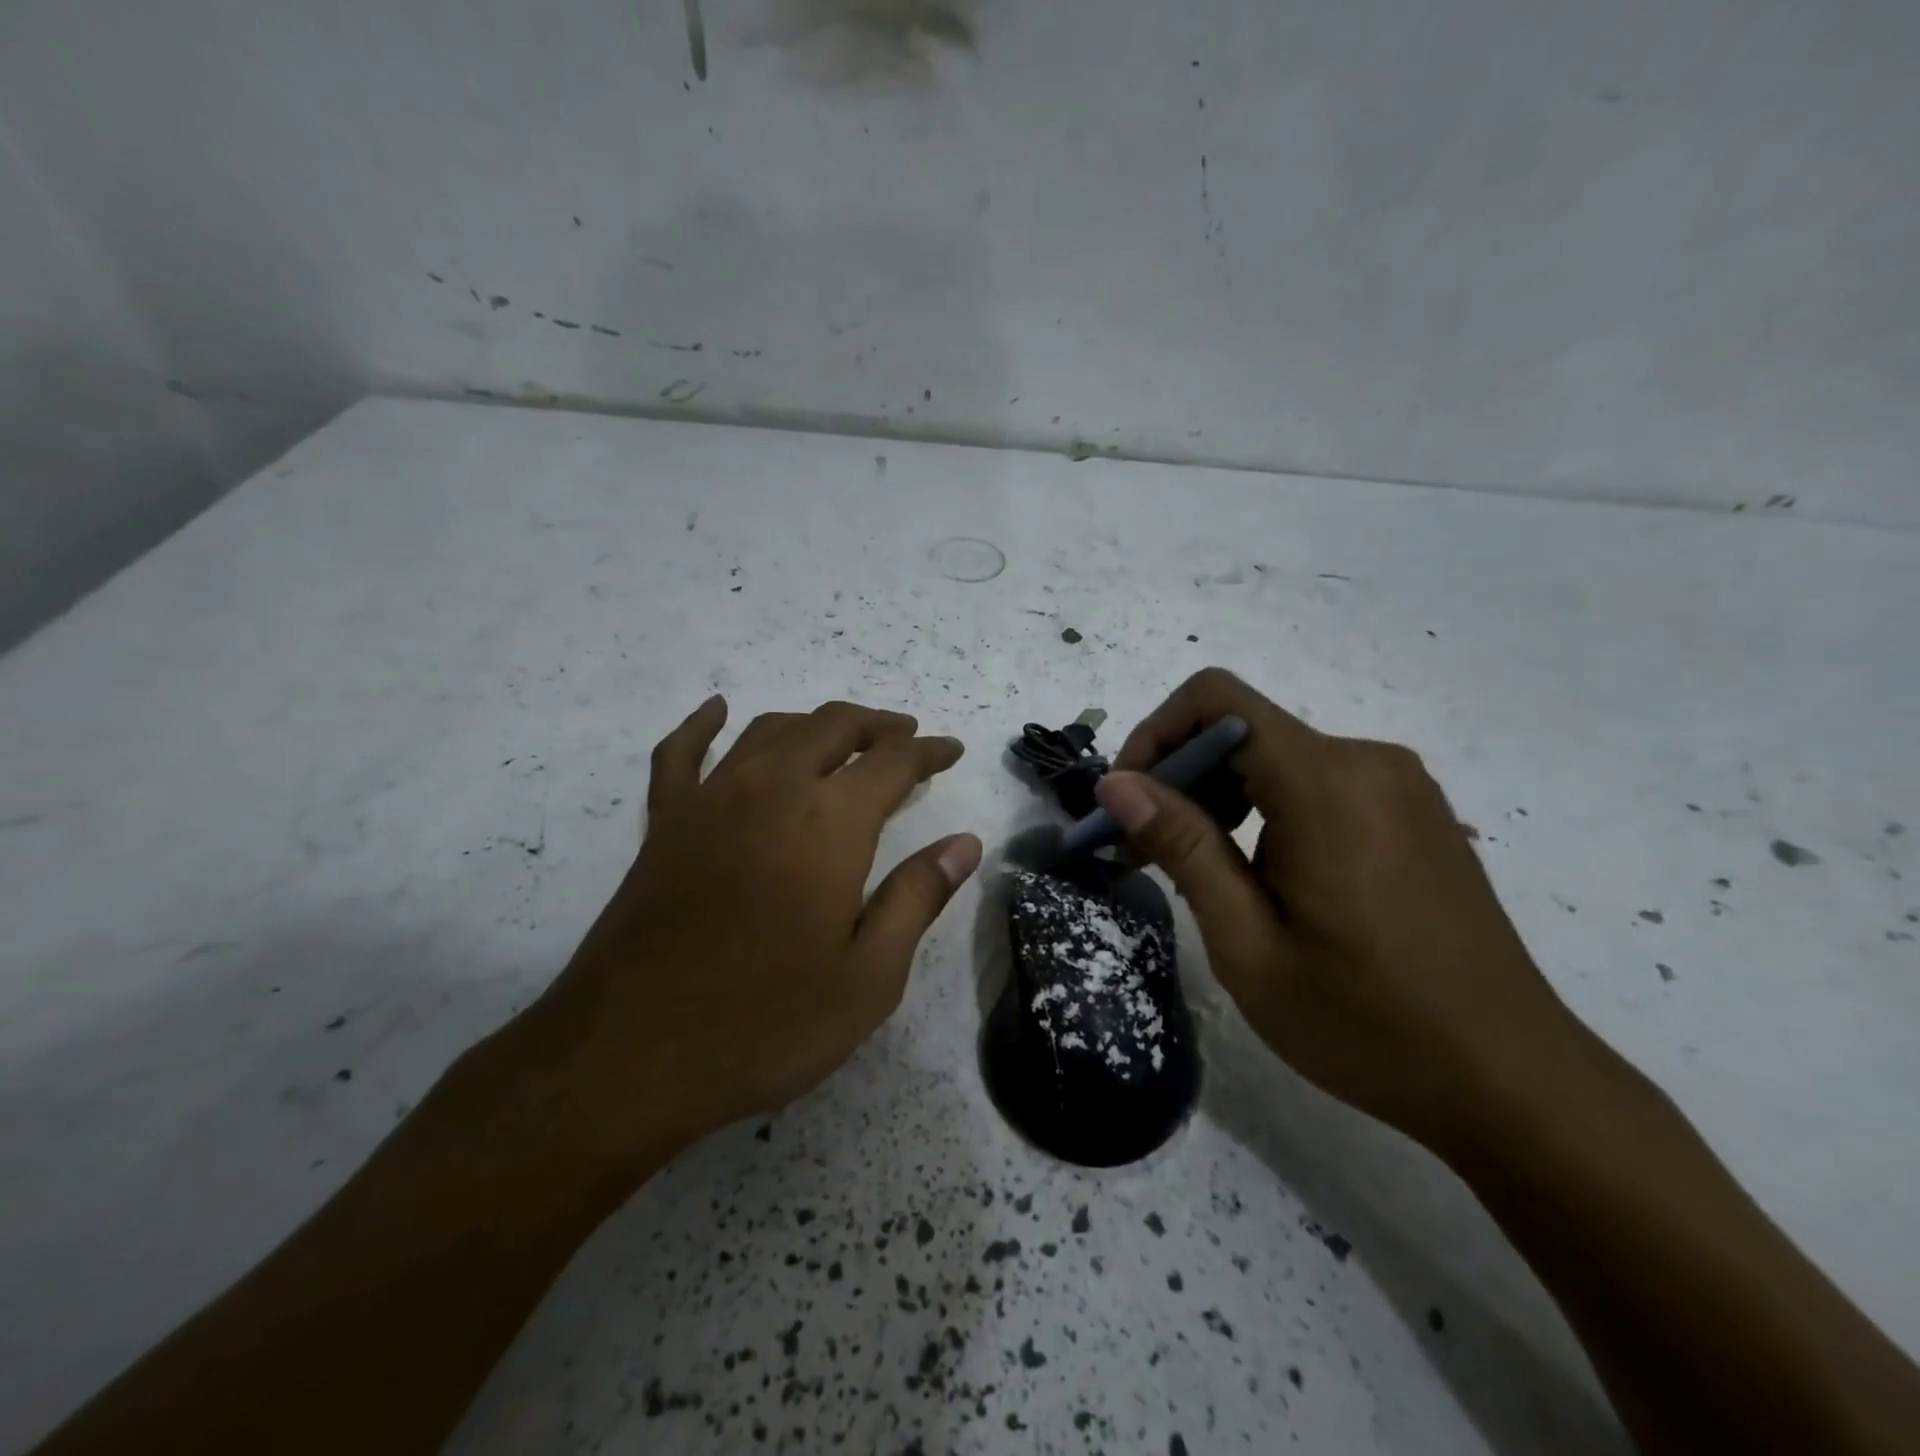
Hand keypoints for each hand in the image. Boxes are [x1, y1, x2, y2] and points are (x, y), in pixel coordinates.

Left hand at [521, 697, 980, 1184]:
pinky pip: (681, 754)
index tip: (952, 751)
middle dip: (877, 726)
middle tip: (905, 739)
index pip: (893, 761)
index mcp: (830, 822)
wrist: (629, 1057)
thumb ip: (918, 897)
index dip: (928, 751)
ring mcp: (710, 800)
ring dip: (815, 724)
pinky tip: (715, 710)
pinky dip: (701, 725)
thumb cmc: (766, 1023)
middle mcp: (772, 789)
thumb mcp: (869, 977)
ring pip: (771, 731)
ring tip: (843, 738)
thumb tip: (964, 843)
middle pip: (833, 727)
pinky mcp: (664, 824)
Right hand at [1099, 668, 1580, 1155]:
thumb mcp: (1247, 942)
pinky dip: (1268, 810)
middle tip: (1147, 854)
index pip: (1215, 699)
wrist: (1514, 1084)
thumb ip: (1182, 846)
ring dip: (1222, 798)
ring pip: (1278, 757)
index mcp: (1326, 782)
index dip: (1155, 735)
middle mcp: (1367, 761)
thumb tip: (1115, 784)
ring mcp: (1400, 786)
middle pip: (1243, 729)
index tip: (1127, 803)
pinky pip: (1318, 783)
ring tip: (1202, 874)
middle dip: (1180, 778)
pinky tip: (1265, 880)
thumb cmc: (1366, 1022)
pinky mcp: (1414, 813)